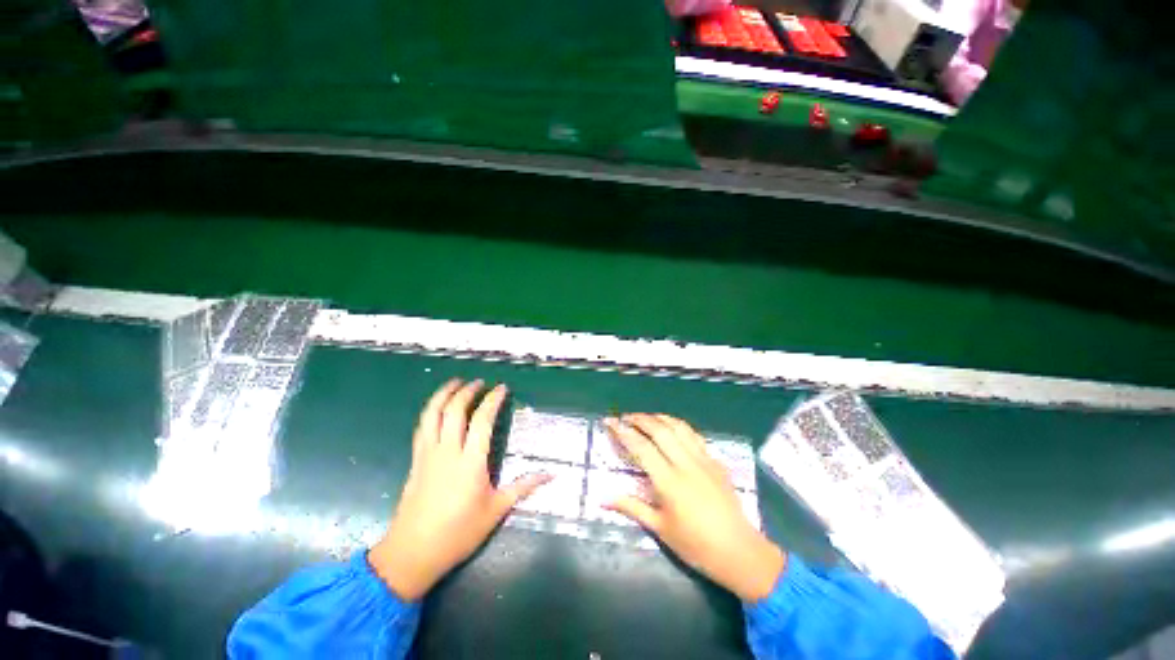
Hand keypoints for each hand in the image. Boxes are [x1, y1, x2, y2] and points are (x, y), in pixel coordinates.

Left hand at [368, 379, 551, 600]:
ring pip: (433, 414)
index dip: (493, 400)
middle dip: (467, 391)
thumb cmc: (458, 533)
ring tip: (455, 382)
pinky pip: (422, 427)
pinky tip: (437, 408)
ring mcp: (428, 454)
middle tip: (480, 382)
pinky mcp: (416, 460)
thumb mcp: (496, 511)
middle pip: (455, 410)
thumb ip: (523, 488)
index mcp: (470, 462)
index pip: (482, 420)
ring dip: (444, 394)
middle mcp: (448, 451)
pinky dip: (430, 411)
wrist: (411, 554)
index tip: (502, 388)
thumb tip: (551, 475)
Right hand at [604, 414, 784, 601]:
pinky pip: (694, 435)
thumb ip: (631, 507)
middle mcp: (686, 464)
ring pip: (678, 427)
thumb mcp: (660, 528)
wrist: (739, 551)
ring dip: (659, 417)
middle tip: (625, 417)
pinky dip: (678, 425)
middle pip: (660, 430)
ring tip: (646, 417)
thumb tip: (602, 498)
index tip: (610, 422)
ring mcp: (703, 460)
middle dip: (640, 418)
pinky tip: (672, 428)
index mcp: (669, 482)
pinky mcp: (715, 461)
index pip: (641, 447)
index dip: (623, 431)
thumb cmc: (696, 545)